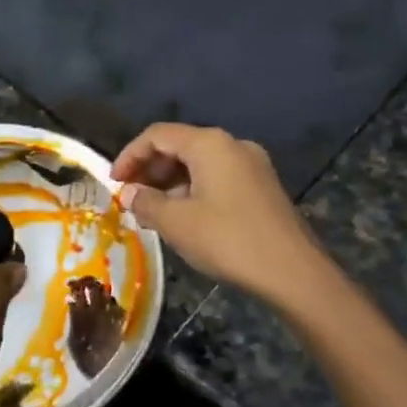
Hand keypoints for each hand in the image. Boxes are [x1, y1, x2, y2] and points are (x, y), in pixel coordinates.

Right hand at [111, 124, 325, 304]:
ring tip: (153, 212)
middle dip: (150, 170)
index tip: (113, 183)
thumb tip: (129, 193)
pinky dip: (194, 190)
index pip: (158, 135)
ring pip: (200, 164)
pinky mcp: (263, 186)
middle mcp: (232, 144)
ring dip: (171, 183)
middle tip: (131, 198)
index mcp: (210, 144)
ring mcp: (252, 164)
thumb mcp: (176, 223)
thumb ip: (146, 202)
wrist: (292, 271)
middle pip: (180, 145)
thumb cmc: (228, 239)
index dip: (130, 155)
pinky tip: (185, 218)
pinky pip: (218, 177)